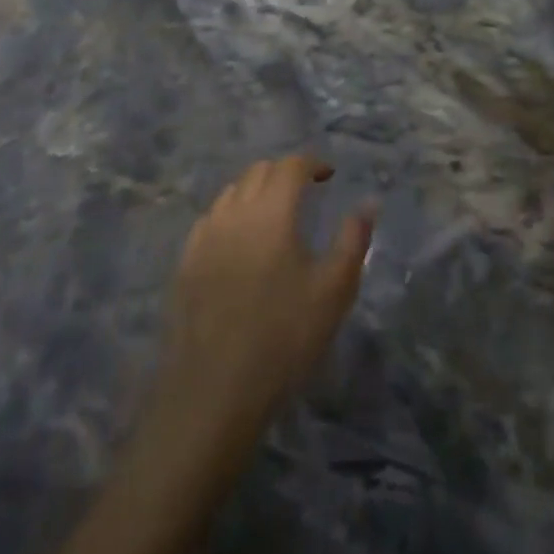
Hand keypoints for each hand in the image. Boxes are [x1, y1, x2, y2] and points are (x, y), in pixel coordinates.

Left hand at [150, 155, 374, 469]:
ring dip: (256, 191)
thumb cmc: (284, 337)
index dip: (312, 163)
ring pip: (231, 192)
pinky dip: (231, 215)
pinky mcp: (185, 262)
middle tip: (305, 192)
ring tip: (274, 215)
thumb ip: (353, 239)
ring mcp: (204, 236)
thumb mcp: (334, 290)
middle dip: (284, 173)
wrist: (214, 390)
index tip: (329, 175)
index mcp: (272, 212)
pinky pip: (211, 220)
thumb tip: (368, 203)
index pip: (290, 166)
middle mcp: (234, 212)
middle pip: (258, 172)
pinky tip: (240, 242)